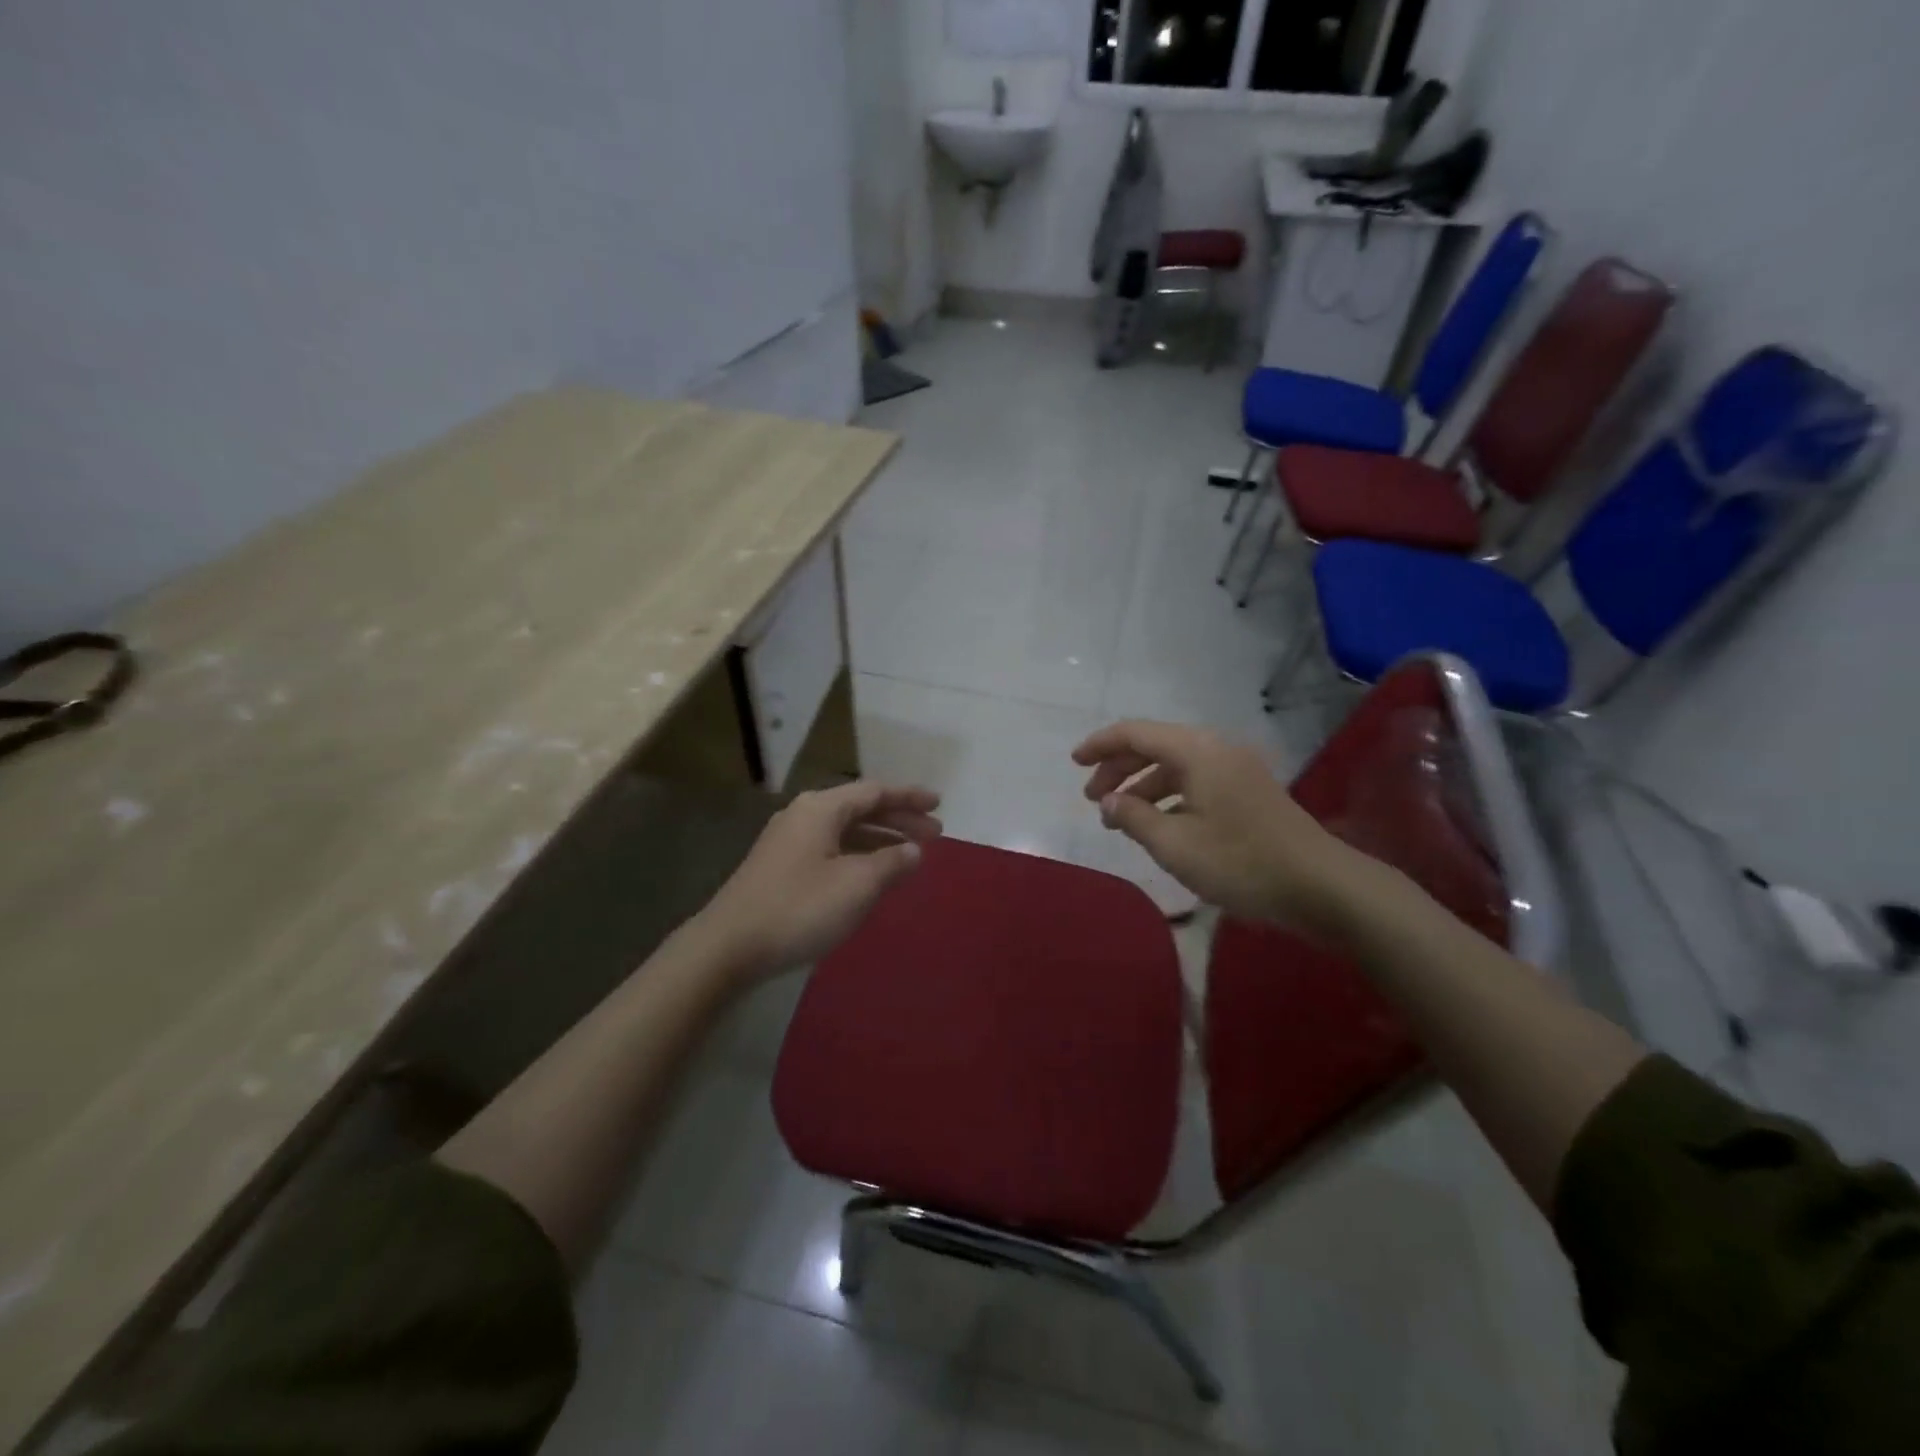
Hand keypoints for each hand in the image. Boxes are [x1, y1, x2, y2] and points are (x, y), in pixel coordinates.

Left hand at [694, 781, 942, 982]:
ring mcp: (788, 841)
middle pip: (860, 808)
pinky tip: (871, 874)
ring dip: (880, 839)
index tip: (939, 804)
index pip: (875, 791)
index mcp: (821, 808)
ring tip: (910, 855)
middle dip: (899, 819)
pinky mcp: (780, 867)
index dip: (909, 797)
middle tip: (935, 833)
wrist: (729, 947)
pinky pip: (831, 849)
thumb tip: (913, 850)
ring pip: (845, 830)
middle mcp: (803, 815)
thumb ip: (891, 862)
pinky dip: (858, 855)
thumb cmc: (800, 908)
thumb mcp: (857, 885)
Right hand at [1072, 720, 1374, 939]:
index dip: (1100, 745)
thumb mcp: (1176, 845)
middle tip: (1093, 798)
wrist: (1322, 887)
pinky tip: (1159, 826)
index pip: (1136, 733)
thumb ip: (1134, 818)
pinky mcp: (1248, 791)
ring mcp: (1236, 770)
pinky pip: (1196, 781)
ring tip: (1120, 819)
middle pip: (1155, 746)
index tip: (1073, 763)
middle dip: (1119, 768)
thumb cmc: (1241, 863)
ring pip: (1175, 765)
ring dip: (1143, 786)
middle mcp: (1216, 749)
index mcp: (1197, 752)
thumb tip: (1109, 802)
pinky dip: (1169, 796)